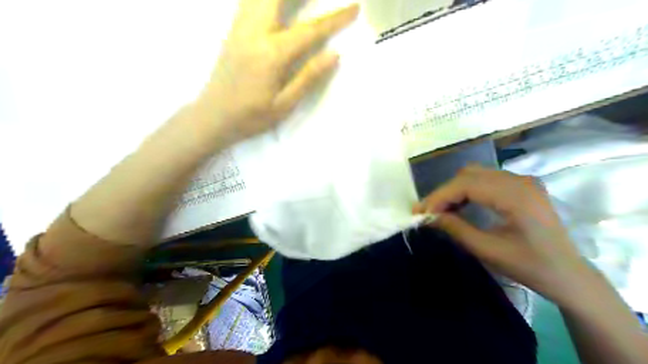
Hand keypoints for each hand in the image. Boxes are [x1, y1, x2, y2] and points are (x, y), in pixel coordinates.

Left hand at [195, 0, 361, 144]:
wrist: (212, 117)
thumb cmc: (251, 117)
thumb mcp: (284, 104)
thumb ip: (309, 77)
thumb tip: (334, 54)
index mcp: (272, 55)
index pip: (309, 31)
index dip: (334, 19)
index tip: (354, 7)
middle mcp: (254, 33)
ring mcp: (239, 28)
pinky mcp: (232, 31)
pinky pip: (249, 1)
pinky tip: (275, 3)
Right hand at [415, 165, 587, 301]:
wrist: (568, 274)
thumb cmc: (530, 266)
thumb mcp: (488, 250)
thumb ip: (456, 229)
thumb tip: (428, 217)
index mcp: (516, 196)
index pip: (467, 184)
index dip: (440, 196)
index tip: (421, 213)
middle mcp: (519, 180)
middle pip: (469, 175)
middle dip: (444, 192)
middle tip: (427, 212)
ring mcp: (522, 181)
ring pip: (475, 174)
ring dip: (454, 190)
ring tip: (440, 209)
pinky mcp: (521, 186)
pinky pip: (485, 180)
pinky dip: (467, 190)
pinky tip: (459, 205)